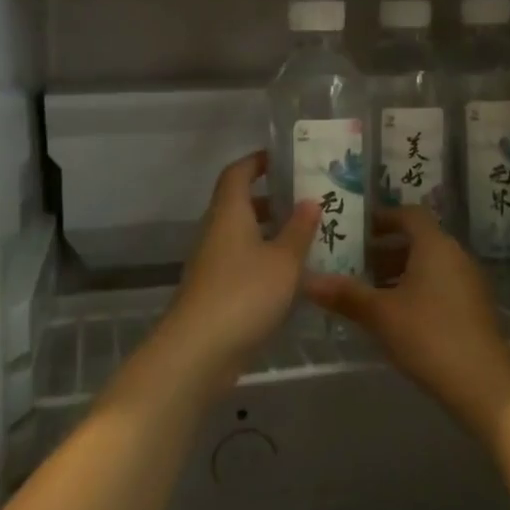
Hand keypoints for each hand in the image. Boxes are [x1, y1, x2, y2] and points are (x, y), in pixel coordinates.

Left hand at [155, 151, 318, 392]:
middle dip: (269, 200)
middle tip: (305, 200)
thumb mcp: (283, 261)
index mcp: (229, 212)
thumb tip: (310, 200)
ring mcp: (211, 262)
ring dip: (268, 232)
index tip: (281, 159)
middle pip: (238, 204)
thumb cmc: (244, 293)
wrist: (199, 350)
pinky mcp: (213, 291)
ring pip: (240, 235)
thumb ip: (299, 230)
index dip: (256, 161)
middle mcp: (215, 231)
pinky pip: (240, 262)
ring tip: (305, 236)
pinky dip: (262, 260)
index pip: (237, 173)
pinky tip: (289, 276)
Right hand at [306, 206, 509, 441]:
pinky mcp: (473, 308)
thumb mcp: (381, 315)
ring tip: (368, 292)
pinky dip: (415, 289)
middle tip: (353, 264)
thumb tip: (307, 280)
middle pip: (418, 240)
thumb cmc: (430, 336)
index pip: (409, 214)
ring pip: (428, 264)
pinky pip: (439, 284)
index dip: (382, 218)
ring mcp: (468, 282)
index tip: (356, 231)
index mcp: (435, 245)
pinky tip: (395, 316)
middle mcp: (455, 255)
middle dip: (384, 249)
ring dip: (398, 271)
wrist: (486, 386)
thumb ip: (345, 295)